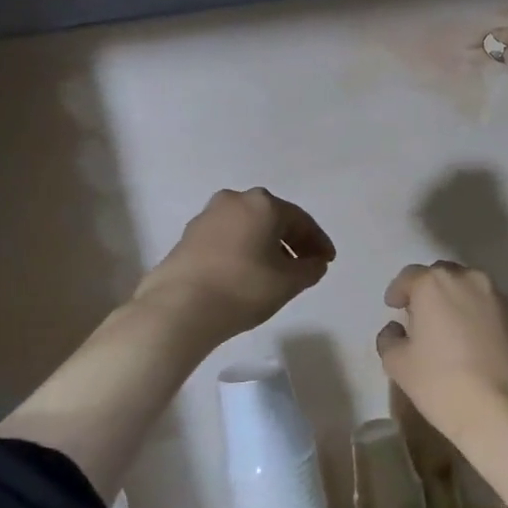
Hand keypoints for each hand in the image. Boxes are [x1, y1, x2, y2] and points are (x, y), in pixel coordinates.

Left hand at [134, 189, 334, 345]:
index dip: (318, 242)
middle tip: (306, 264)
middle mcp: (235, 201)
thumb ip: (310, 269)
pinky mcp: (188, 237)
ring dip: (266, 245)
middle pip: (273, 219)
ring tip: (277, 271)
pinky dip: (244, 251)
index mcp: (263, 204)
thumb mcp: (289, 282)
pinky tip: (248, 273)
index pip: (301, 221)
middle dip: (292, 241)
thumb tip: (315, 263)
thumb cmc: (243, 288)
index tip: (327, 262)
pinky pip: (228, 238)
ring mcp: (207, 217)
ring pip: (248, 227)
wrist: (179, 307)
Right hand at [375, 262, 507, 444]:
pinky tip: (468, 338)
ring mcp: (497, 296)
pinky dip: (474, 313)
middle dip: (427, 291)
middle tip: (418, 316)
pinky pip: (487, 305)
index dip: (398, 291)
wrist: (503, 410)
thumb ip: (390, 339)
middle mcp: (468, 279)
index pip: (410, 276)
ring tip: (444, 326)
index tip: (393, 307)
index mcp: (434, 284)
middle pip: (441, 276)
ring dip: (453, 300)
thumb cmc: (442, 383)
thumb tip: (396, 330)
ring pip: (468, 288)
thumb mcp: (398, 364)